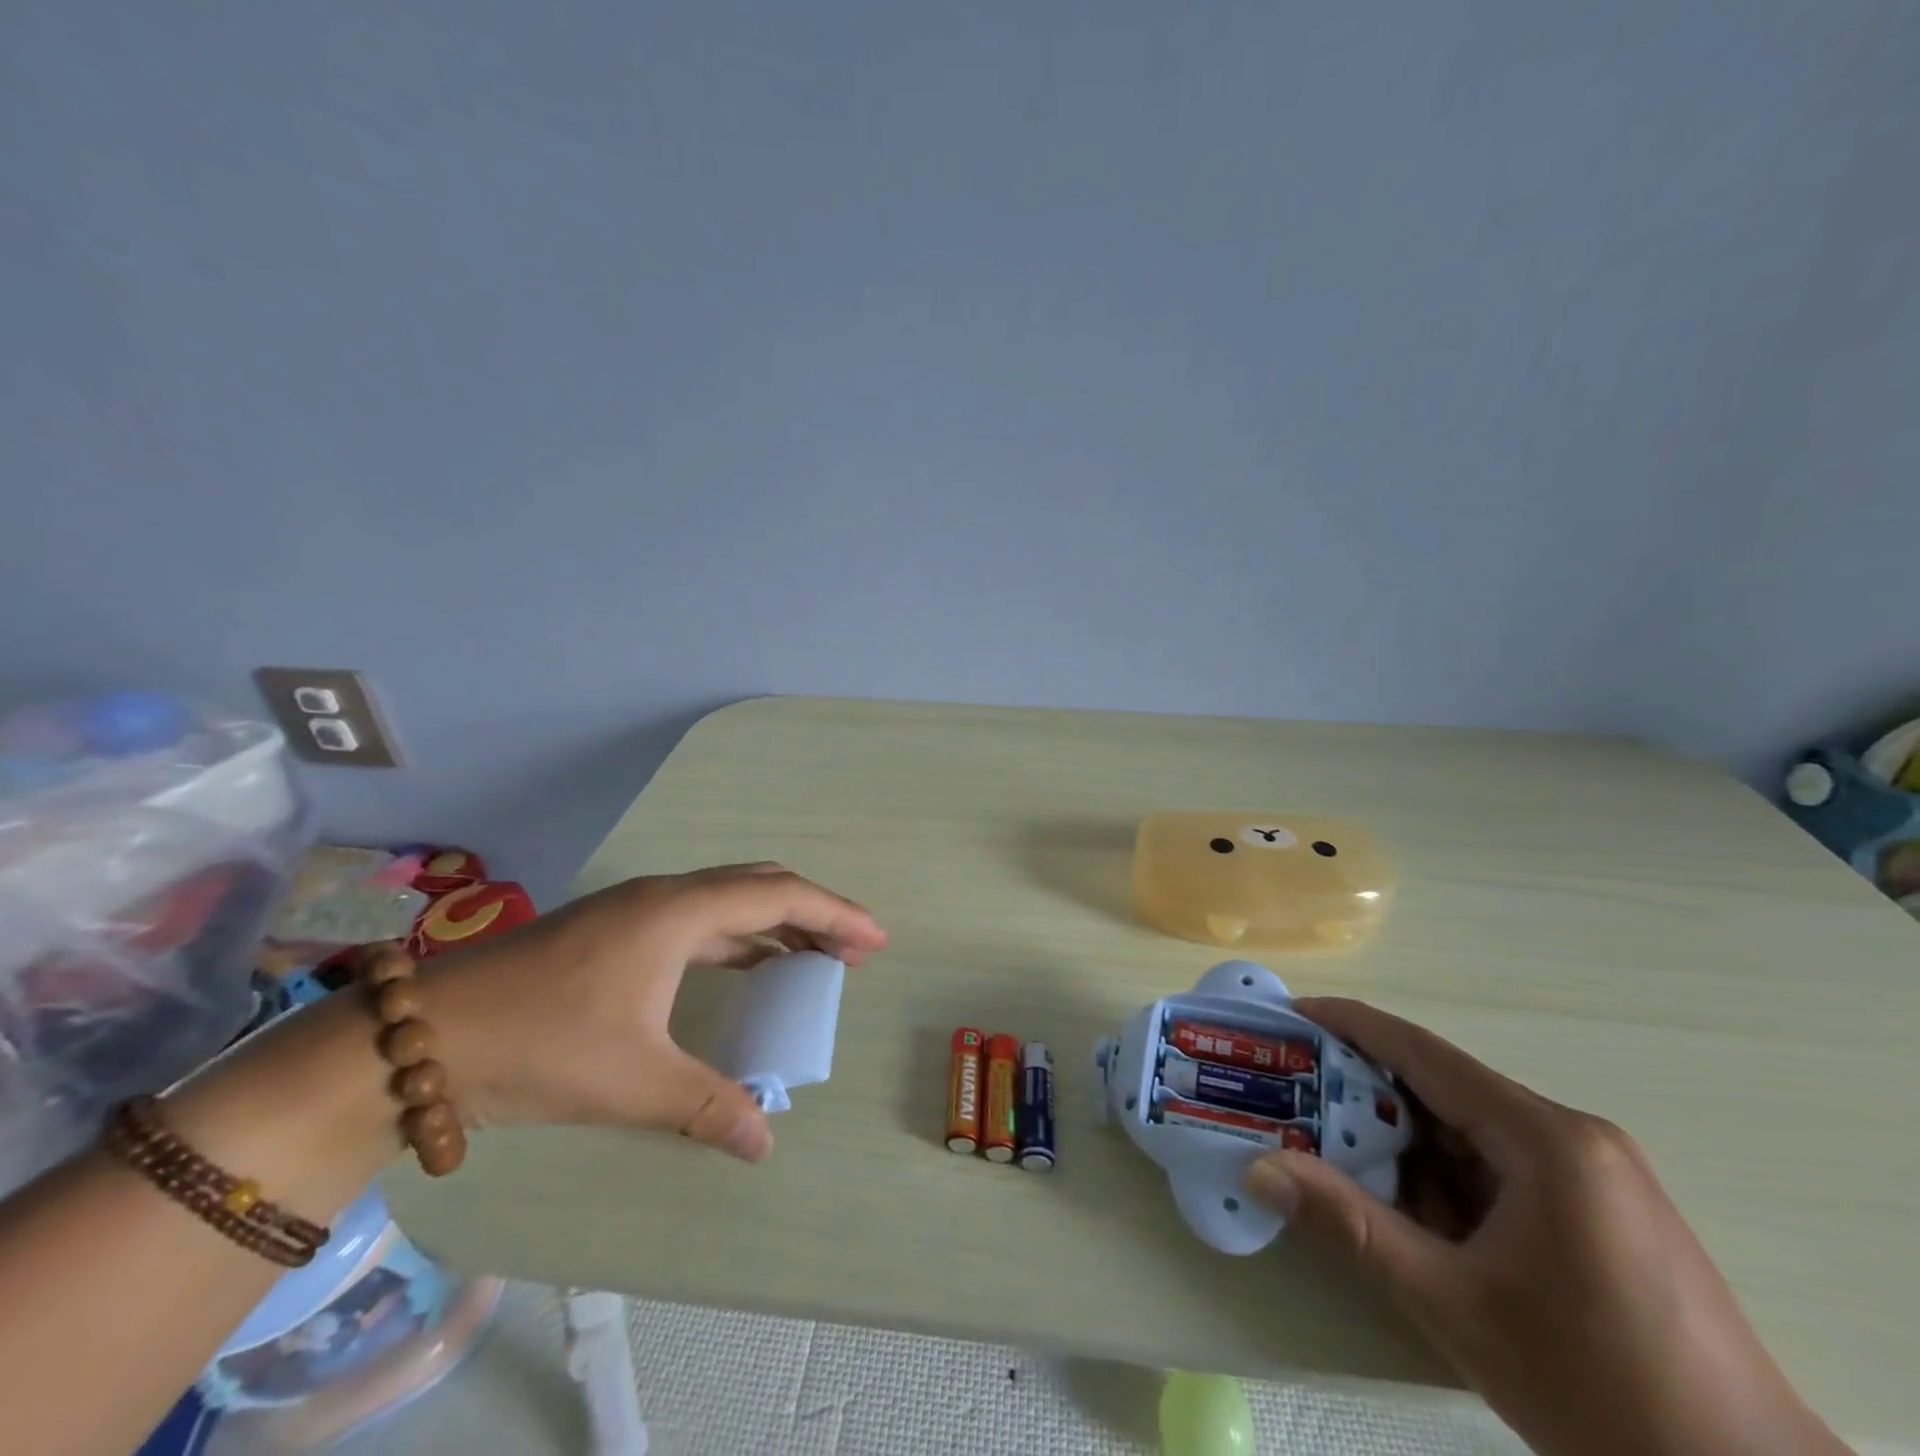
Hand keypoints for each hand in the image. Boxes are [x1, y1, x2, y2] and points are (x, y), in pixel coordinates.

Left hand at [421, 863, 886, 1162]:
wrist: (424, 1038)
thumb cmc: (540, 1044)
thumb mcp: (633, 1081)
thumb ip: (707, 1106)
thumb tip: (764, 1143)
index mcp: (680, 912)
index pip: (780, 897)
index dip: (836, 914)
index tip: (875, 941)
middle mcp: (666, 897)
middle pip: (761, 885)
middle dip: (814, 913)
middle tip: (853, 950)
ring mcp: (637, 909)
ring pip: (729, 901)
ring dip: (777, 923)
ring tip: (812, 958)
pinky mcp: (617, 930)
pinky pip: (701, 920)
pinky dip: (740, 937)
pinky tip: (746, 967)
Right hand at [1243, 999, 1848, 1455]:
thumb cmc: (1599, 1391)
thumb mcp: (1454, 1304)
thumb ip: (1350, 1224)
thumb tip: (1260, 1169)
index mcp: (1546, 1139)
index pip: (1426, 1054)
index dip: (1352, 1025)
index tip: (1293, 1013)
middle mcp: (1573, 1137)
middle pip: (1446, 1091)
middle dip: (1367, 1093)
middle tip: (1297, 1093)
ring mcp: (1594, 1175)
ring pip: (1470, 1133)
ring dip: (1405, 1144)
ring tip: (1334, 1152)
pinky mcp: (1601, 1211)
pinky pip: (1500, 1169)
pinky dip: (1445, 1179)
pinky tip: (1407, 1208)